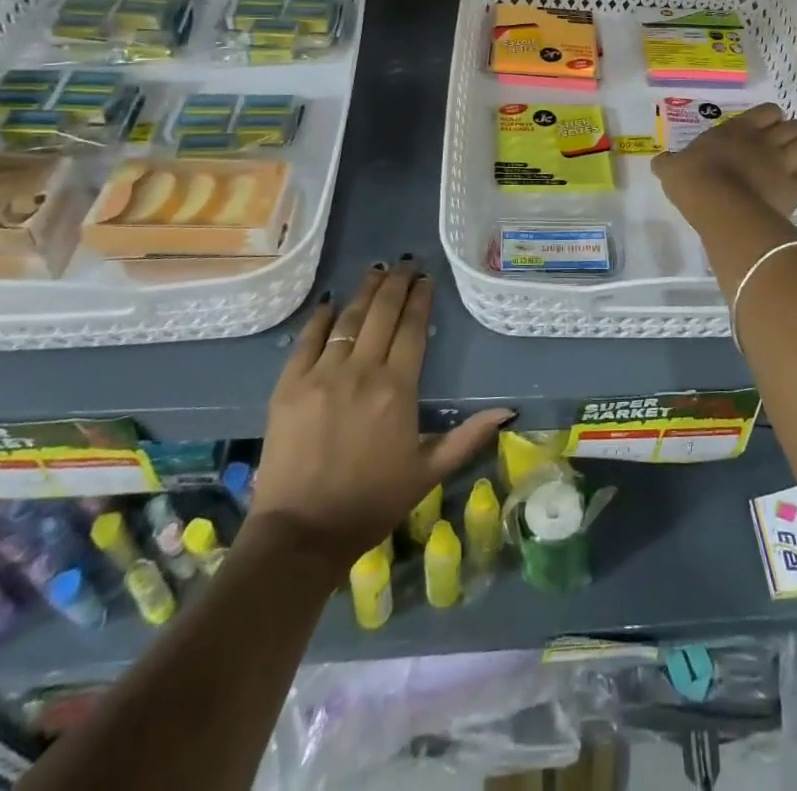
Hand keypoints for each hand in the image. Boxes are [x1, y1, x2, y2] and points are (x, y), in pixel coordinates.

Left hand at [251, 260, 513, 571]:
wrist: (301, 534)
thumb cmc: (372, 503)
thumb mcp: (428, 473)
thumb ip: (468, 437)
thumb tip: (508, 411)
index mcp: (397, 389)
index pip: (412, 329)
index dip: (420, 299)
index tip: (425, 279)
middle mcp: (361, 371)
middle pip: (382, 314)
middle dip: (396, 283)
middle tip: (405, 262)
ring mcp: (321, 375)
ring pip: (347, 320)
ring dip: (364, 292)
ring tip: (375, 271)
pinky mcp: (288, 386)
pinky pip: (306, 340)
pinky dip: (320, 318)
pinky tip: (330, 303)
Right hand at [653, 102, 796, 218]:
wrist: (719, 206)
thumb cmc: (694, 179)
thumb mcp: (672, 168)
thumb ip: (668, 162)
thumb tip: (660, 161)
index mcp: (739, 128)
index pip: (769, 111)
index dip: (770, 119)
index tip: (761, 131)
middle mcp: (766, 140)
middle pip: (794, 126)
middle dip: (790, 135)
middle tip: (779, 149)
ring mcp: (783, 163)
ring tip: (792, 165)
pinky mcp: (794, 188)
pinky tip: (791, 189)